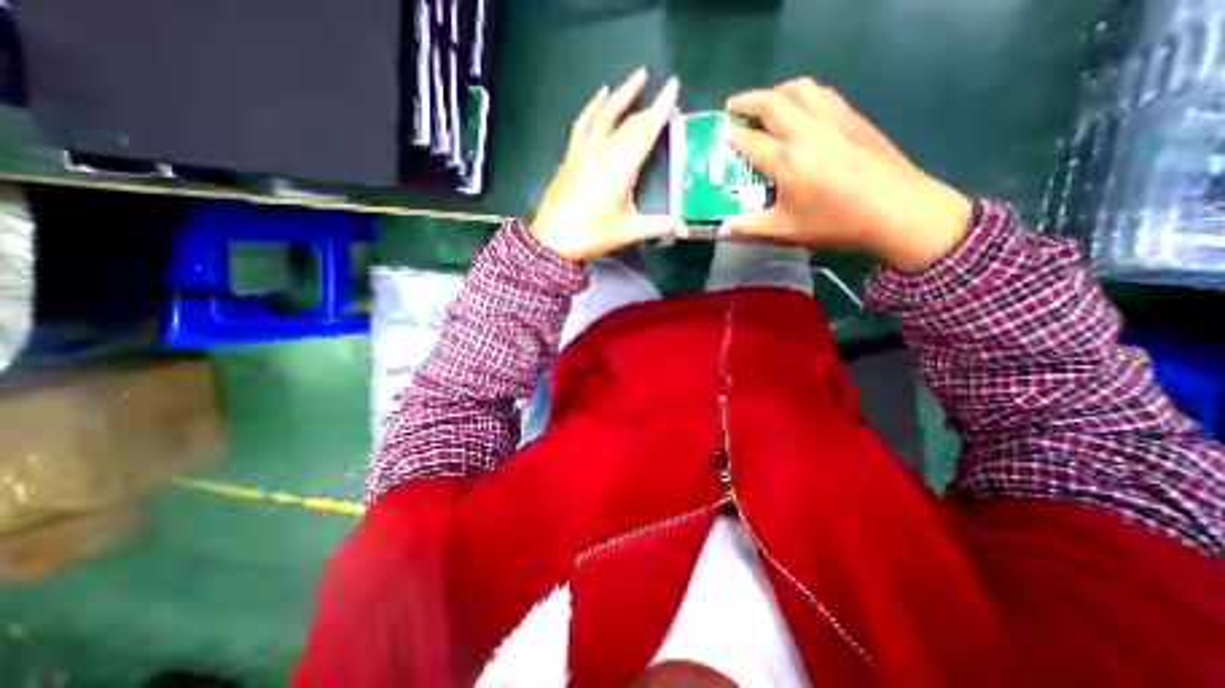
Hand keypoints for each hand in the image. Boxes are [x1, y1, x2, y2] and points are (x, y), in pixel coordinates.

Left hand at [529, 71, 684, 262]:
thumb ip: (659, 226)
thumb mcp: (629, 231)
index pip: (645, 131)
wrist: (553, 239)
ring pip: (605, 113)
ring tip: (637, 76)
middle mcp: (602, 151)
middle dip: (649, 106)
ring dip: (622, 93)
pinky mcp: (571, 154)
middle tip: (666, 97)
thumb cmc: (592, 234)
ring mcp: (583, 150)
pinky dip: (593, 106)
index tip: (673, 87)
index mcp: (620, 168)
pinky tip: (600, 95)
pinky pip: (583, 122)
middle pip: (629, 121)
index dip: (661, 109)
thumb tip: (685, 228)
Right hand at [720, 78, 972, 270]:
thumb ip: (750, 228)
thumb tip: (722, 229)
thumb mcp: (786, 231)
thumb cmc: (836, 224)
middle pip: (773, 102)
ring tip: (765, 105)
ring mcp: (833, 119)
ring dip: (775, 91)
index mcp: (788, 161)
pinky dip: (802, 94)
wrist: (897, 210)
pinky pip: (822, 93)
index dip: (732, 135)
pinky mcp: (853, 117)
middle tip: (732, 109)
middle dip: (747, 101)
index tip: (719, 132)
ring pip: (799, 89)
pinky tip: (800, 108)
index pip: (751, 139)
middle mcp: (807, 132)